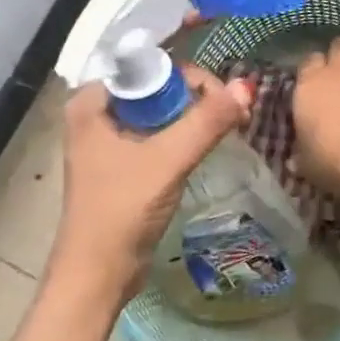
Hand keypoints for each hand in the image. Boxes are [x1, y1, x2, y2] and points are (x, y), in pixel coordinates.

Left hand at [51, 66, 252, 305]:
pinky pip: (158, 135)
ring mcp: (108, 140)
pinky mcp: (122, 164)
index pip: (149, 66)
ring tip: (229, 126)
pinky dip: (183, 136)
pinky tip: (207, 144)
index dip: (189, 76)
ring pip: (160, 112)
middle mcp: (96, 114)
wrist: (99, 274)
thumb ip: (207, 121)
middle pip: (157, 87)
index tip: (222, 97)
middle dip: (196, 96)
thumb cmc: (123, 210)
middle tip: (232, 114)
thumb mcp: (168, 160)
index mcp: (92, 102)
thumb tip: (247, 86)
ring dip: (193, 116)